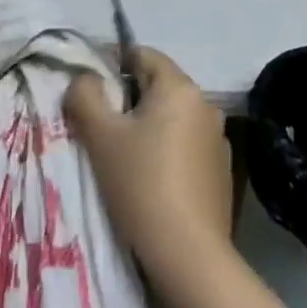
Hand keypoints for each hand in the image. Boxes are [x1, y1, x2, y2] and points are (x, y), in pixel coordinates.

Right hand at [64, 47, 232, 288]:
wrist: (188, 254)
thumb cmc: (140, 183)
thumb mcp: (99, 134)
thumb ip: (84, 94)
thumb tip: (86, 79)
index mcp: (180, 88)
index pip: (141, 54)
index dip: (109, 63)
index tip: (87, 89)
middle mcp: (206, 106)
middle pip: (156, 85)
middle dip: (125, 97)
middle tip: (97, 124)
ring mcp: (219, 140)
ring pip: (170, 117)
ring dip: (144, 125)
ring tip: (119, 153)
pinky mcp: (222, 171)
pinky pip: (184, 144)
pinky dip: (164, 149)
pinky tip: (148, 178)